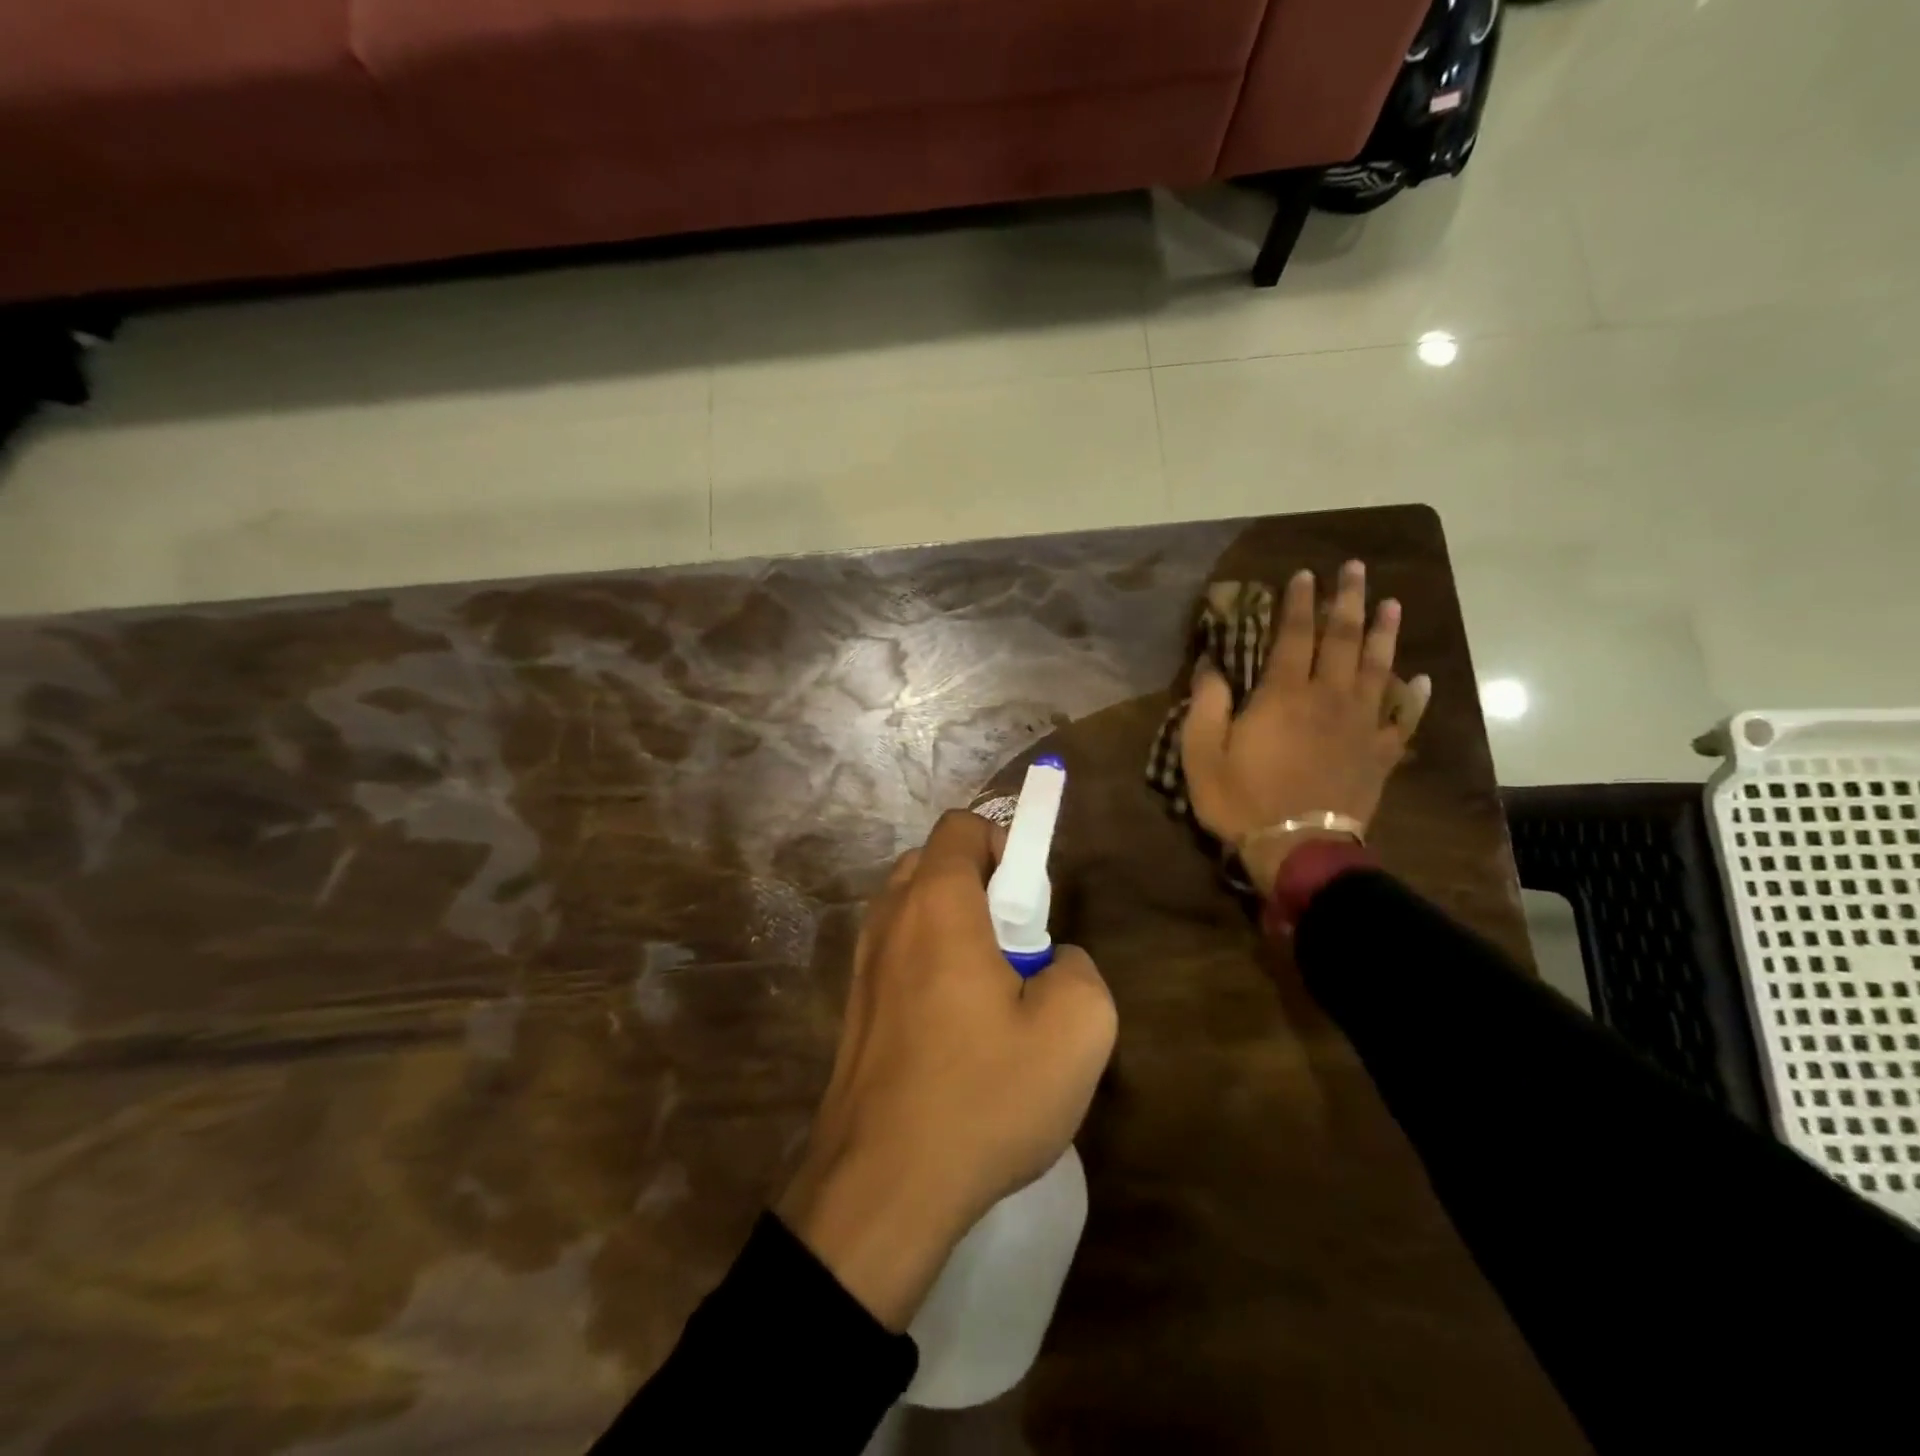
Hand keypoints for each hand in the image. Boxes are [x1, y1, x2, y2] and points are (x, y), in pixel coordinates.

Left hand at [776, 809, 1117, 1330]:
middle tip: (1017, 950)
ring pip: (916, 911)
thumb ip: (1079, 967)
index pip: (962, 827)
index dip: (1006, 846)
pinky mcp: (855, 1006)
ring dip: (958, 930)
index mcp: (936, 902)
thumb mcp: (1076, 1029)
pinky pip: (901, 955)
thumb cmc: (982, 1095)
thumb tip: (1052, 962)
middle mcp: (889, 917)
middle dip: (984, 888)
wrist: (882, 1187)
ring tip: (991, 998)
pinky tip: (957, 1034)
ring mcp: (863, 963)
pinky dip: (931, 965)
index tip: (1032, 904)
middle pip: (936, 864)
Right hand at [1179, 561, 1429, 896]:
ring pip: (1377, 668)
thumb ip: (1206, 705)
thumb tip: (1210, 666)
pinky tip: (1420, 679)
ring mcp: (1360, 725)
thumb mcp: (1202, 753)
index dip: (1299, 602)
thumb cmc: (1242, 800)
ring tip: (1391, 604)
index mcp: (1284, 694)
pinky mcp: (1379, 754)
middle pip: (1343, 639)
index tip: (1305, 575)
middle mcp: (1328, 698)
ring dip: (1385, 633)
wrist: (1297, 848)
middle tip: (1355, 569)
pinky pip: (1402, 719)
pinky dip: (1412, 697)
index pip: (1294, 635)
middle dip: (1348, 601)